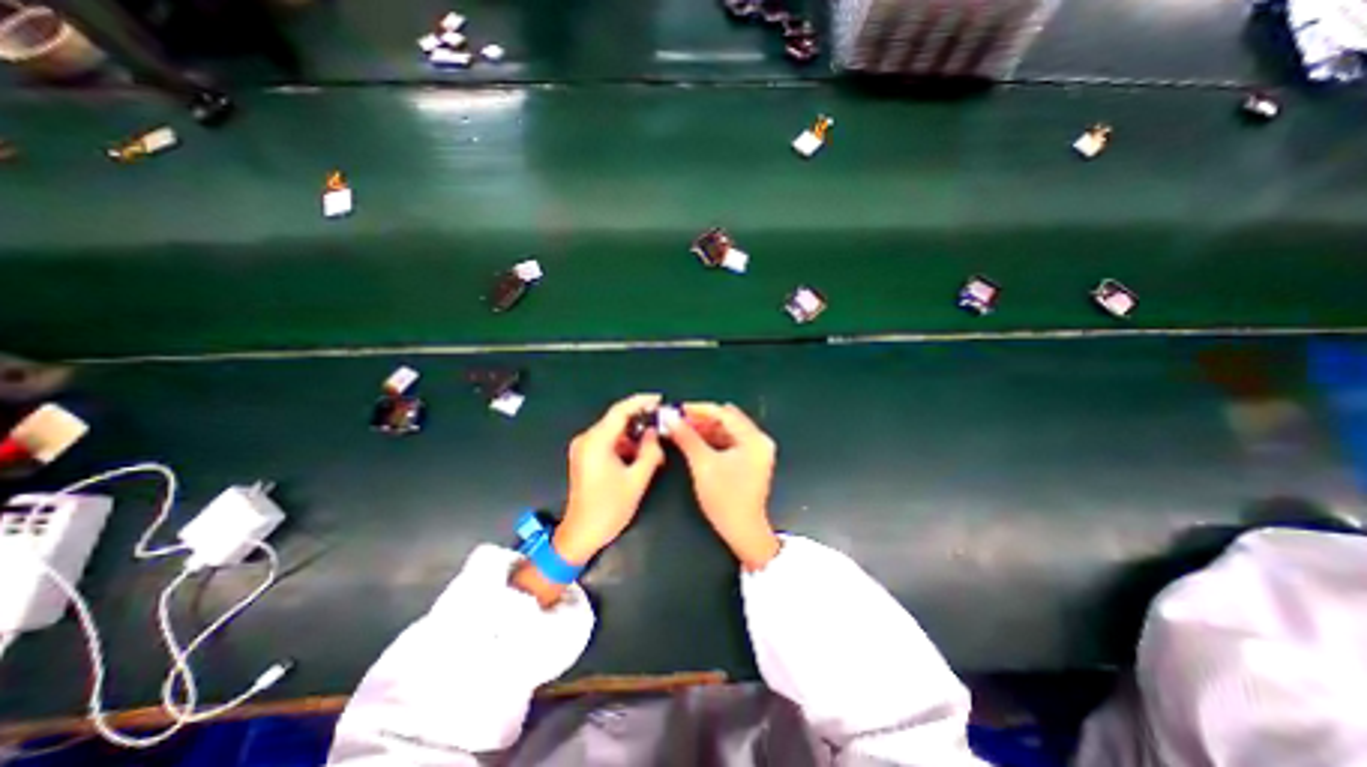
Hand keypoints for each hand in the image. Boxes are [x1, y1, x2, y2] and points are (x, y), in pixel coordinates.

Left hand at [551, 396, 663, 562]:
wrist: (581, 534)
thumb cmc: (609, 508)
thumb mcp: (637, 479)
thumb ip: (650, 451)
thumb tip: (654, 432)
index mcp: (596, 442)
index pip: (620, 411)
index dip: (641, 402)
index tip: (659, 399)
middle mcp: (586, 439)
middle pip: (616, 420)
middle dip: (640, 421)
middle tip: (662, 425)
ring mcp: (583, 448)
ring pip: (613, 431)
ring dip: (634, 435)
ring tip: (654, 445)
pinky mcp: (584, 457)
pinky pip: (608, 442)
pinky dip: (624, 444)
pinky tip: (640, 454)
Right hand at [671, 400, 779, 568]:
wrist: (742, 531)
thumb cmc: (725, 498)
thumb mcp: (703, 464)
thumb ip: (687, 437)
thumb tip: (669, 418)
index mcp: (753, 439)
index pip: (724, 413)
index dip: (698, 409)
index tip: (677, 409)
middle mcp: (759, 440)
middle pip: (727, 420)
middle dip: (701, 419)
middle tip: (678, 421)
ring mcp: (757, 451)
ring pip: (727, 431)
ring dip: (706, 430)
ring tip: (683, 430)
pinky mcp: (751, 461)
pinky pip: (730, 442)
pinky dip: (713, 440)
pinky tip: (696, 442)